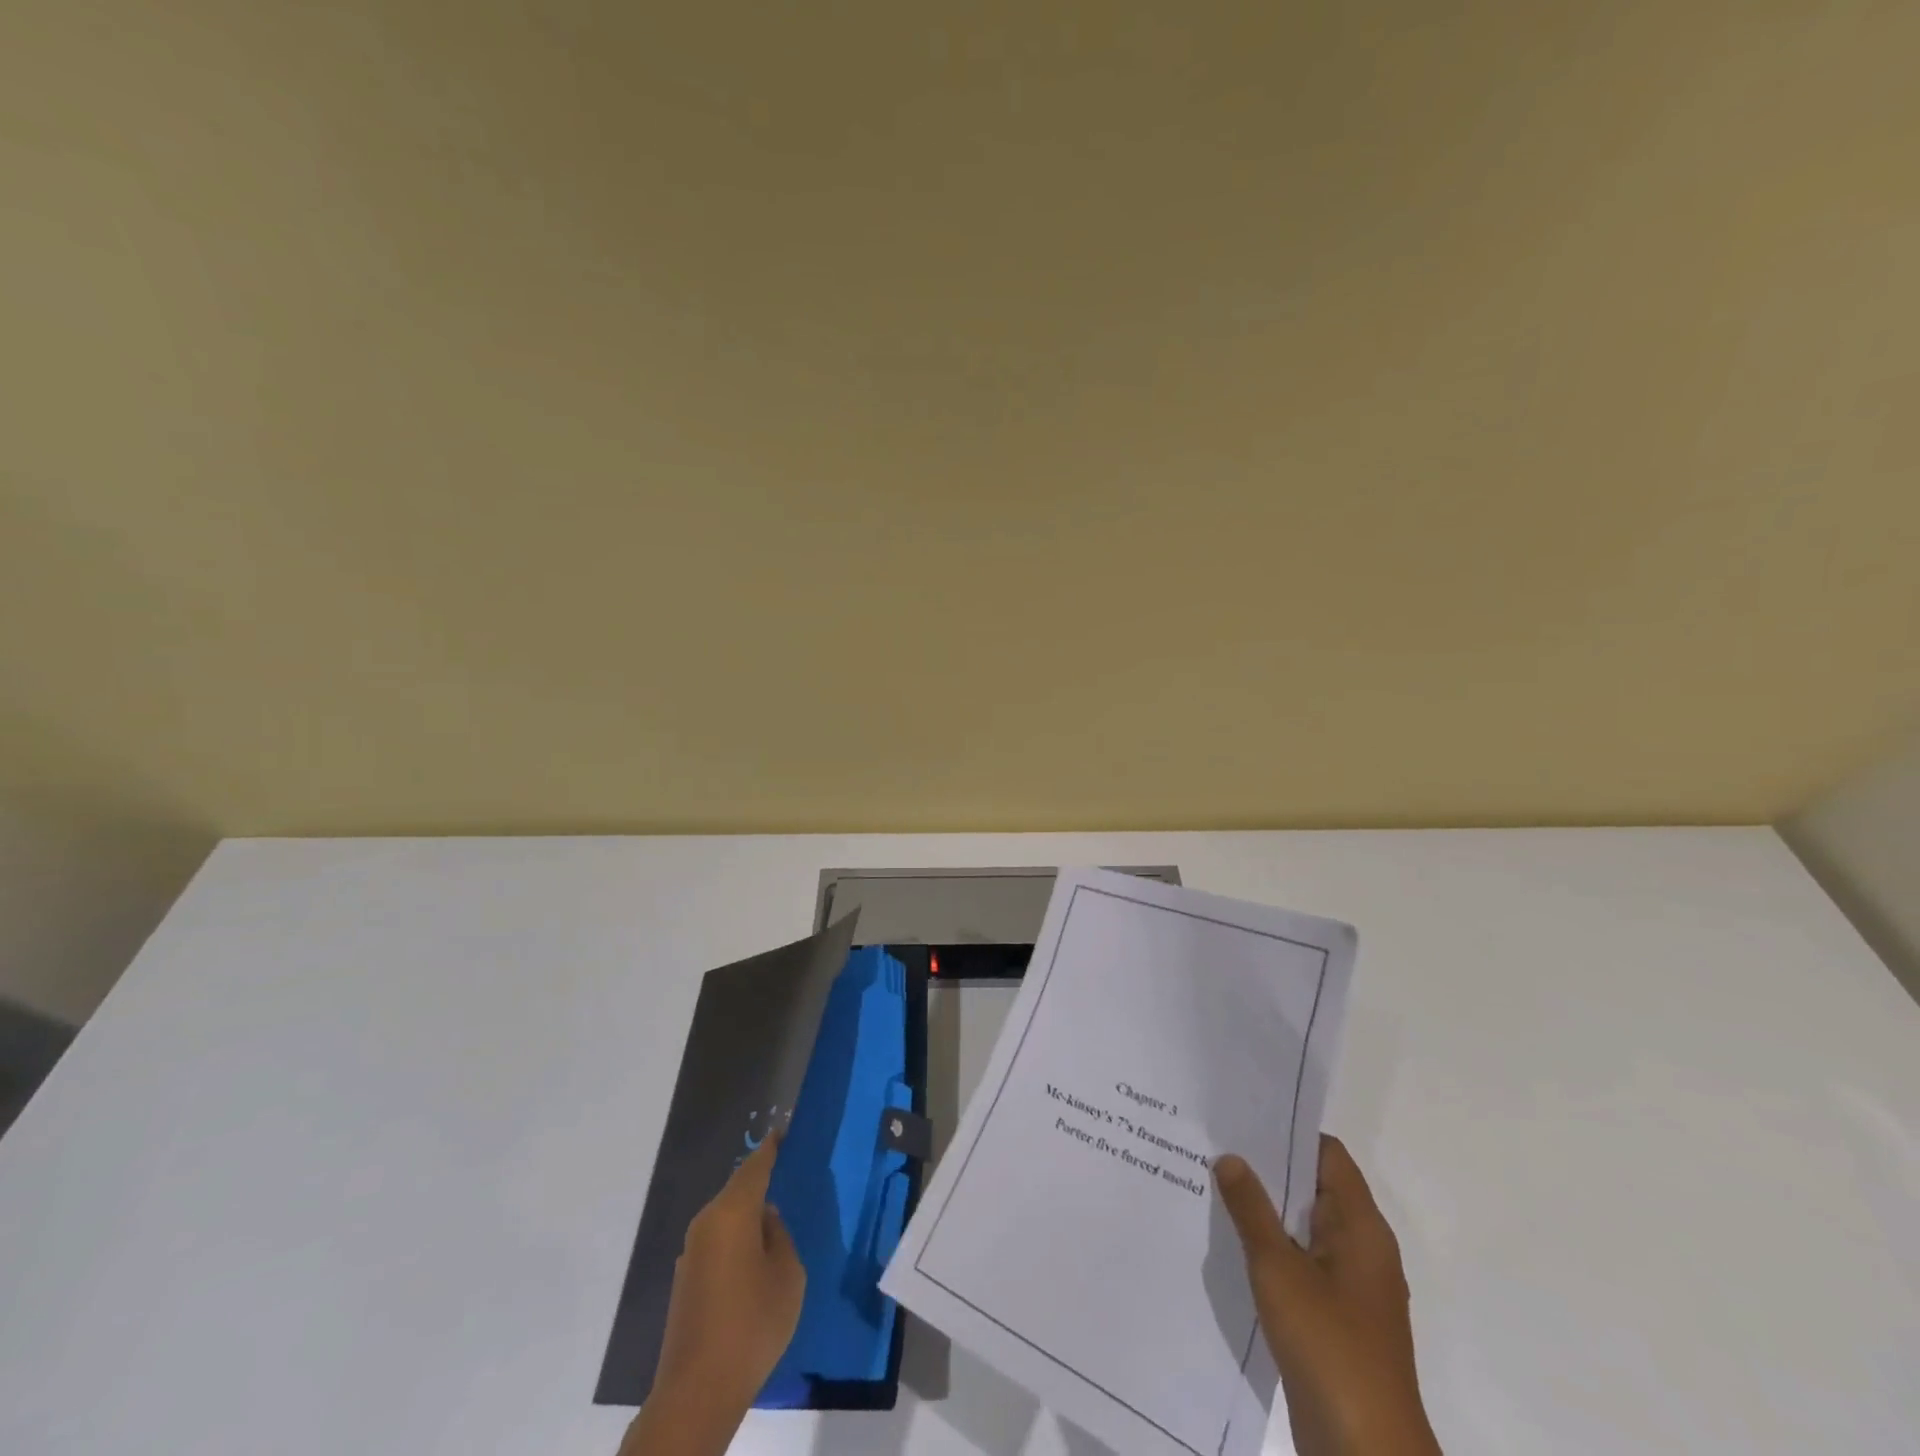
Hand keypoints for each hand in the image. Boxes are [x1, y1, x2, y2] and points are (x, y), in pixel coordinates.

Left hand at [619, 1130, 805, 1455]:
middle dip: (762, 1180)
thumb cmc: (752, 1324)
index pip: (755, 1165)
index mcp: (732, 1212)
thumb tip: (765, 1221)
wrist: (697, 1392)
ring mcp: (691, 1253)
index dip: (772, 1146)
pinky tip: (755, 1257)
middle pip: (738, 1189)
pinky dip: (738, 1239)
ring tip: (777, 1217)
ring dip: (749, 1214)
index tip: (786, 1129)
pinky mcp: (686, 1280)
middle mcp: (706, 1223)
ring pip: (727, 1217)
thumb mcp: (788, 1274)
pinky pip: (718, 1241)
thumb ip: (780, 1236)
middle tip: (790, 1175)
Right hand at [1215, 1138, 1439, 1455]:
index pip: (1327, 1154)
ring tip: (1213, 1184)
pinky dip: (1272, 1246)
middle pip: (1314, 1188)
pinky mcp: (1337, 1318)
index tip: (1242, 1116)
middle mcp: (1362, 1248)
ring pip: (1305, 1227)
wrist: (1365, 1452)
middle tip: (1215, 1144)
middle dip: (1267, 1168)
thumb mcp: (1278, 1268)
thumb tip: (1231, 1157)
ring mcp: (1352, 1287)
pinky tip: (1232, 1243)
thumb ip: (1251, 1209)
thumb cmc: (1328, 1346)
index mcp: (1361, 1227)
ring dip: (1266, 1209)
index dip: (1287, 1131)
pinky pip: (1302, 1262)